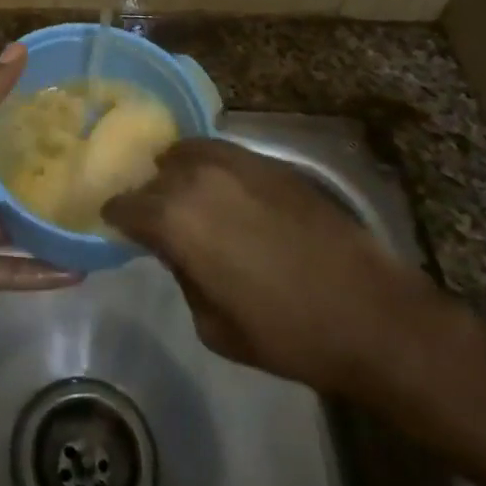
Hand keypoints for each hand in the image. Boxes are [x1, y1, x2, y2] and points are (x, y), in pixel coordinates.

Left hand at [0, 43, 76, 360]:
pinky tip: (80, 271)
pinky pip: (10, 271)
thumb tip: (19, 48)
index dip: (18, 119)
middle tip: (87, 167)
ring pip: (10, 228)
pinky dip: (41, 272)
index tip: (61, 110)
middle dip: (38, 175)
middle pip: (1, 180)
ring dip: (44, 226)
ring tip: (89, 219)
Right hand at [103, 137, 441, 401]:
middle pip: (154, 175)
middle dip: (147, 195)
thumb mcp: (212, 325)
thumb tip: (176, 249)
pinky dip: (210, 165)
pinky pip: (223, 152)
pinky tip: (221, 188)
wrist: (370, 315)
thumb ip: (182, 275)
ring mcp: (238, 163)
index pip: (126, 205)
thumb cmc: (285, 333)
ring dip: (177, 173)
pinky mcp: (271, 163)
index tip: (114, 224)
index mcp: (175, 219)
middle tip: (152, 217)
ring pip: (187, 153)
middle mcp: (199, 178)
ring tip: (184, 194)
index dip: (115, 216)